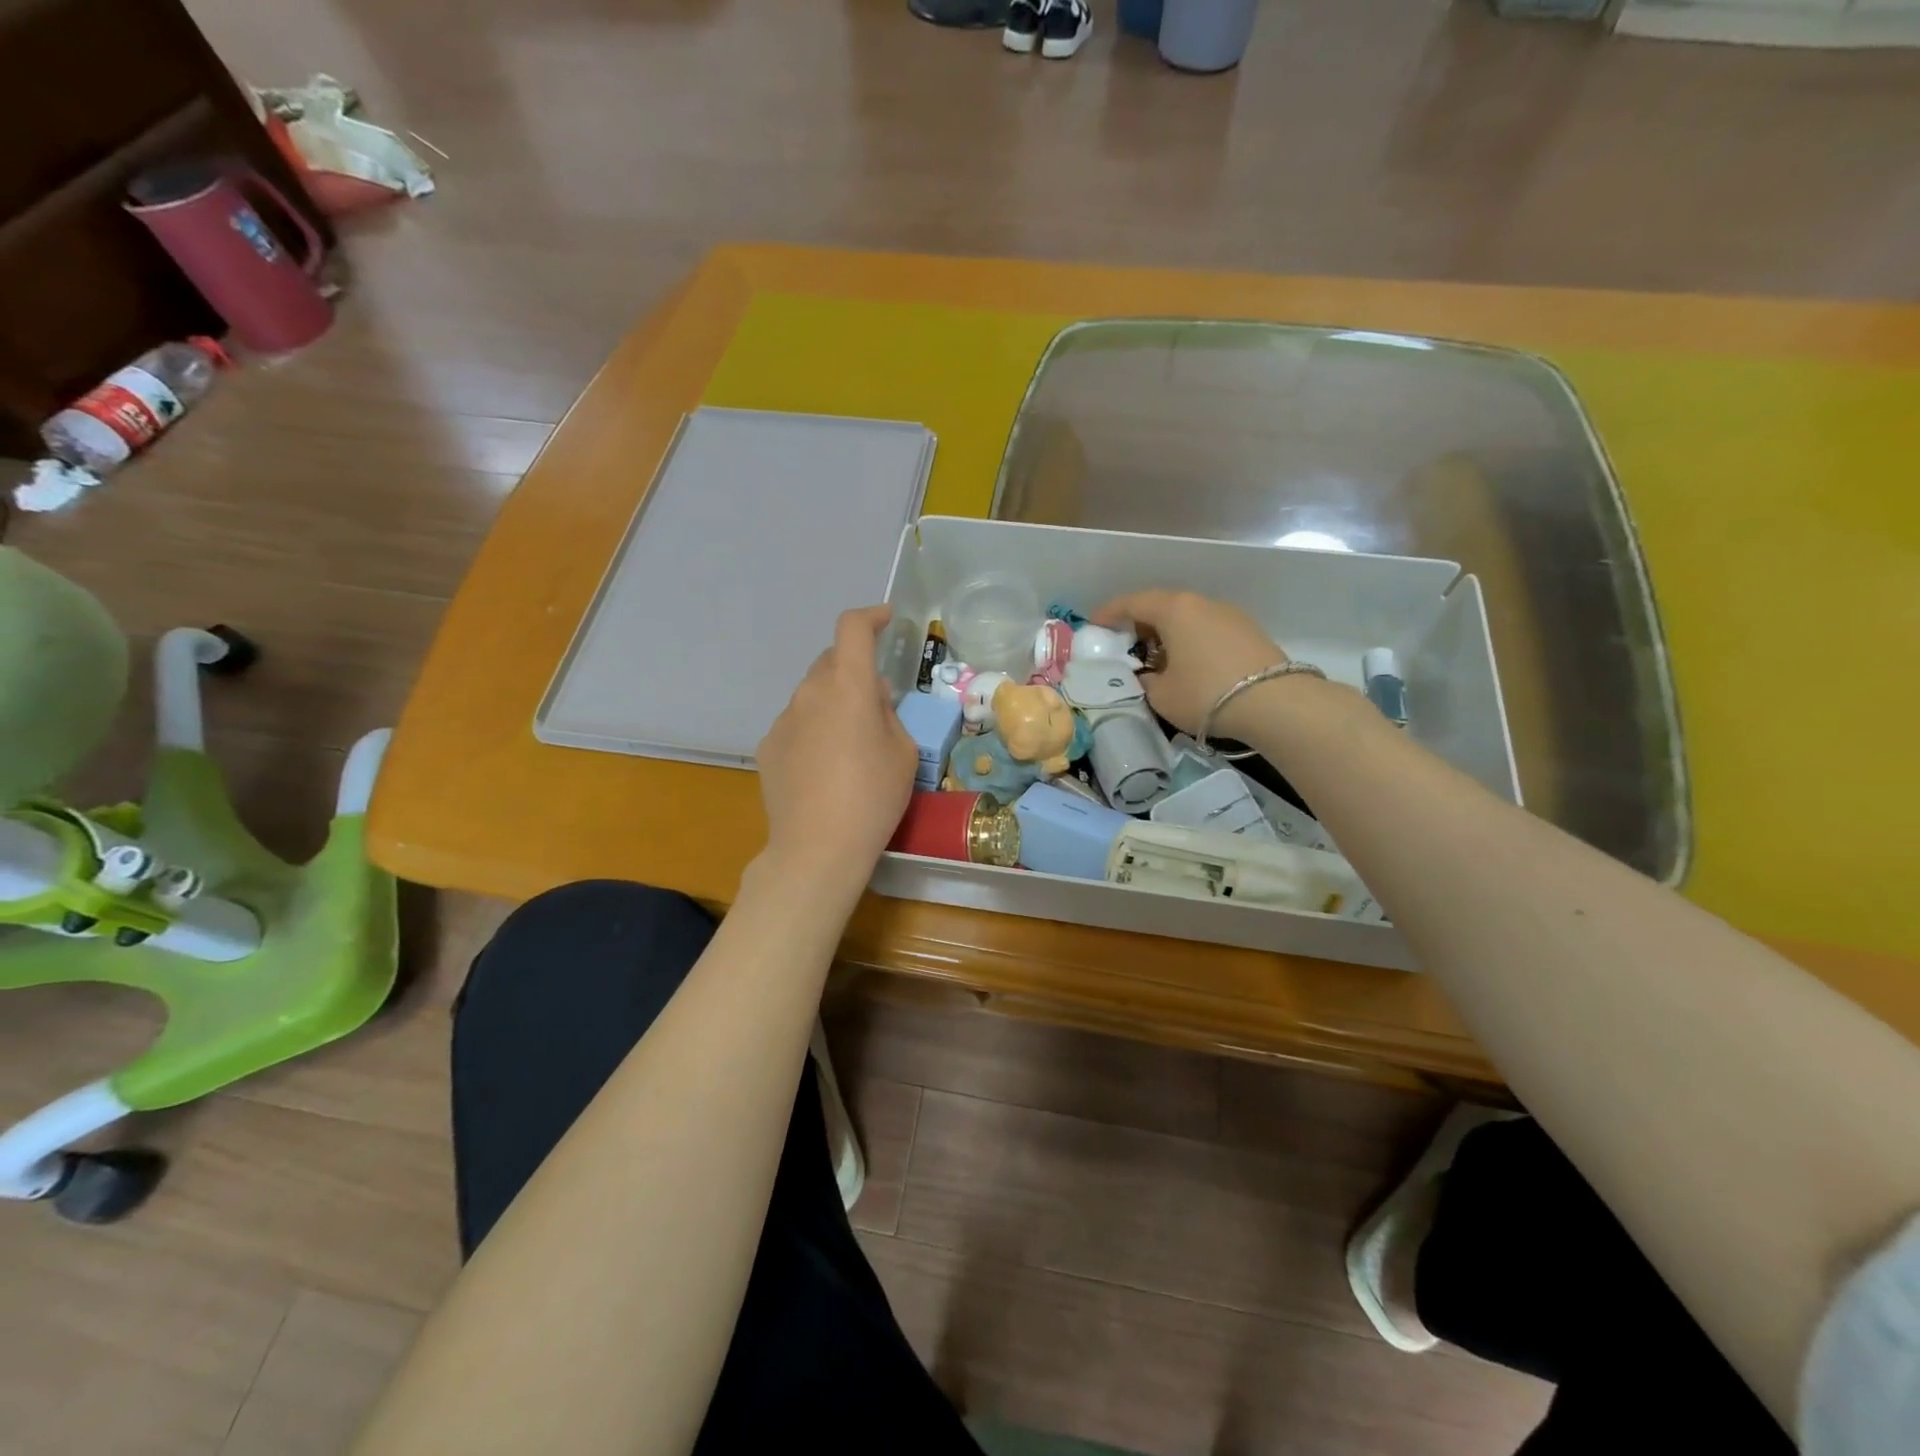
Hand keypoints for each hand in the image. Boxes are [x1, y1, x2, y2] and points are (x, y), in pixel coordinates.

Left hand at [756, 605, 917, 873]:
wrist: (817, 848)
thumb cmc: (873, 797)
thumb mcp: (903, 753)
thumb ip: (888, 714)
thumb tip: (871, 700)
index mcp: (847, 686)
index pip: (852, 629)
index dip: (870, 617)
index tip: (886, 621)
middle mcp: (809, 693)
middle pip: (831, 662)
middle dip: (854, 669)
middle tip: (876, 703)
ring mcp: (783, 720)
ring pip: (812, 695)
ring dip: (833, 702)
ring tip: (850, 744)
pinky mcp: (768, 747)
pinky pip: (797, 724)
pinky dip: (814, 729)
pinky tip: (824, 768)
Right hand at [1091, 590, 1288, 739]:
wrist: (1275, 703)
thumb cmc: (1205, 693)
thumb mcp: (1160, 694)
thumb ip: (1142, 680)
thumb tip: (1145, 675)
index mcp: (1174, 609)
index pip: (1131, 602)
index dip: (1108, 614)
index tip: (1093, 626)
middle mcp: (1201, 603)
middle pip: (1161, 606)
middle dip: (1138, 624)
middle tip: (1124, 647)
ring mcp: (1228, 614)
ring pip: (1187, 618)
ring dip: (1166, 634)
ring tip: (1156, 661)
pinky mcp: (1248, 632)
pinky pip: (1207, 629)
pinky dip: (1189, 641)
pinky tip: (1188, 666)